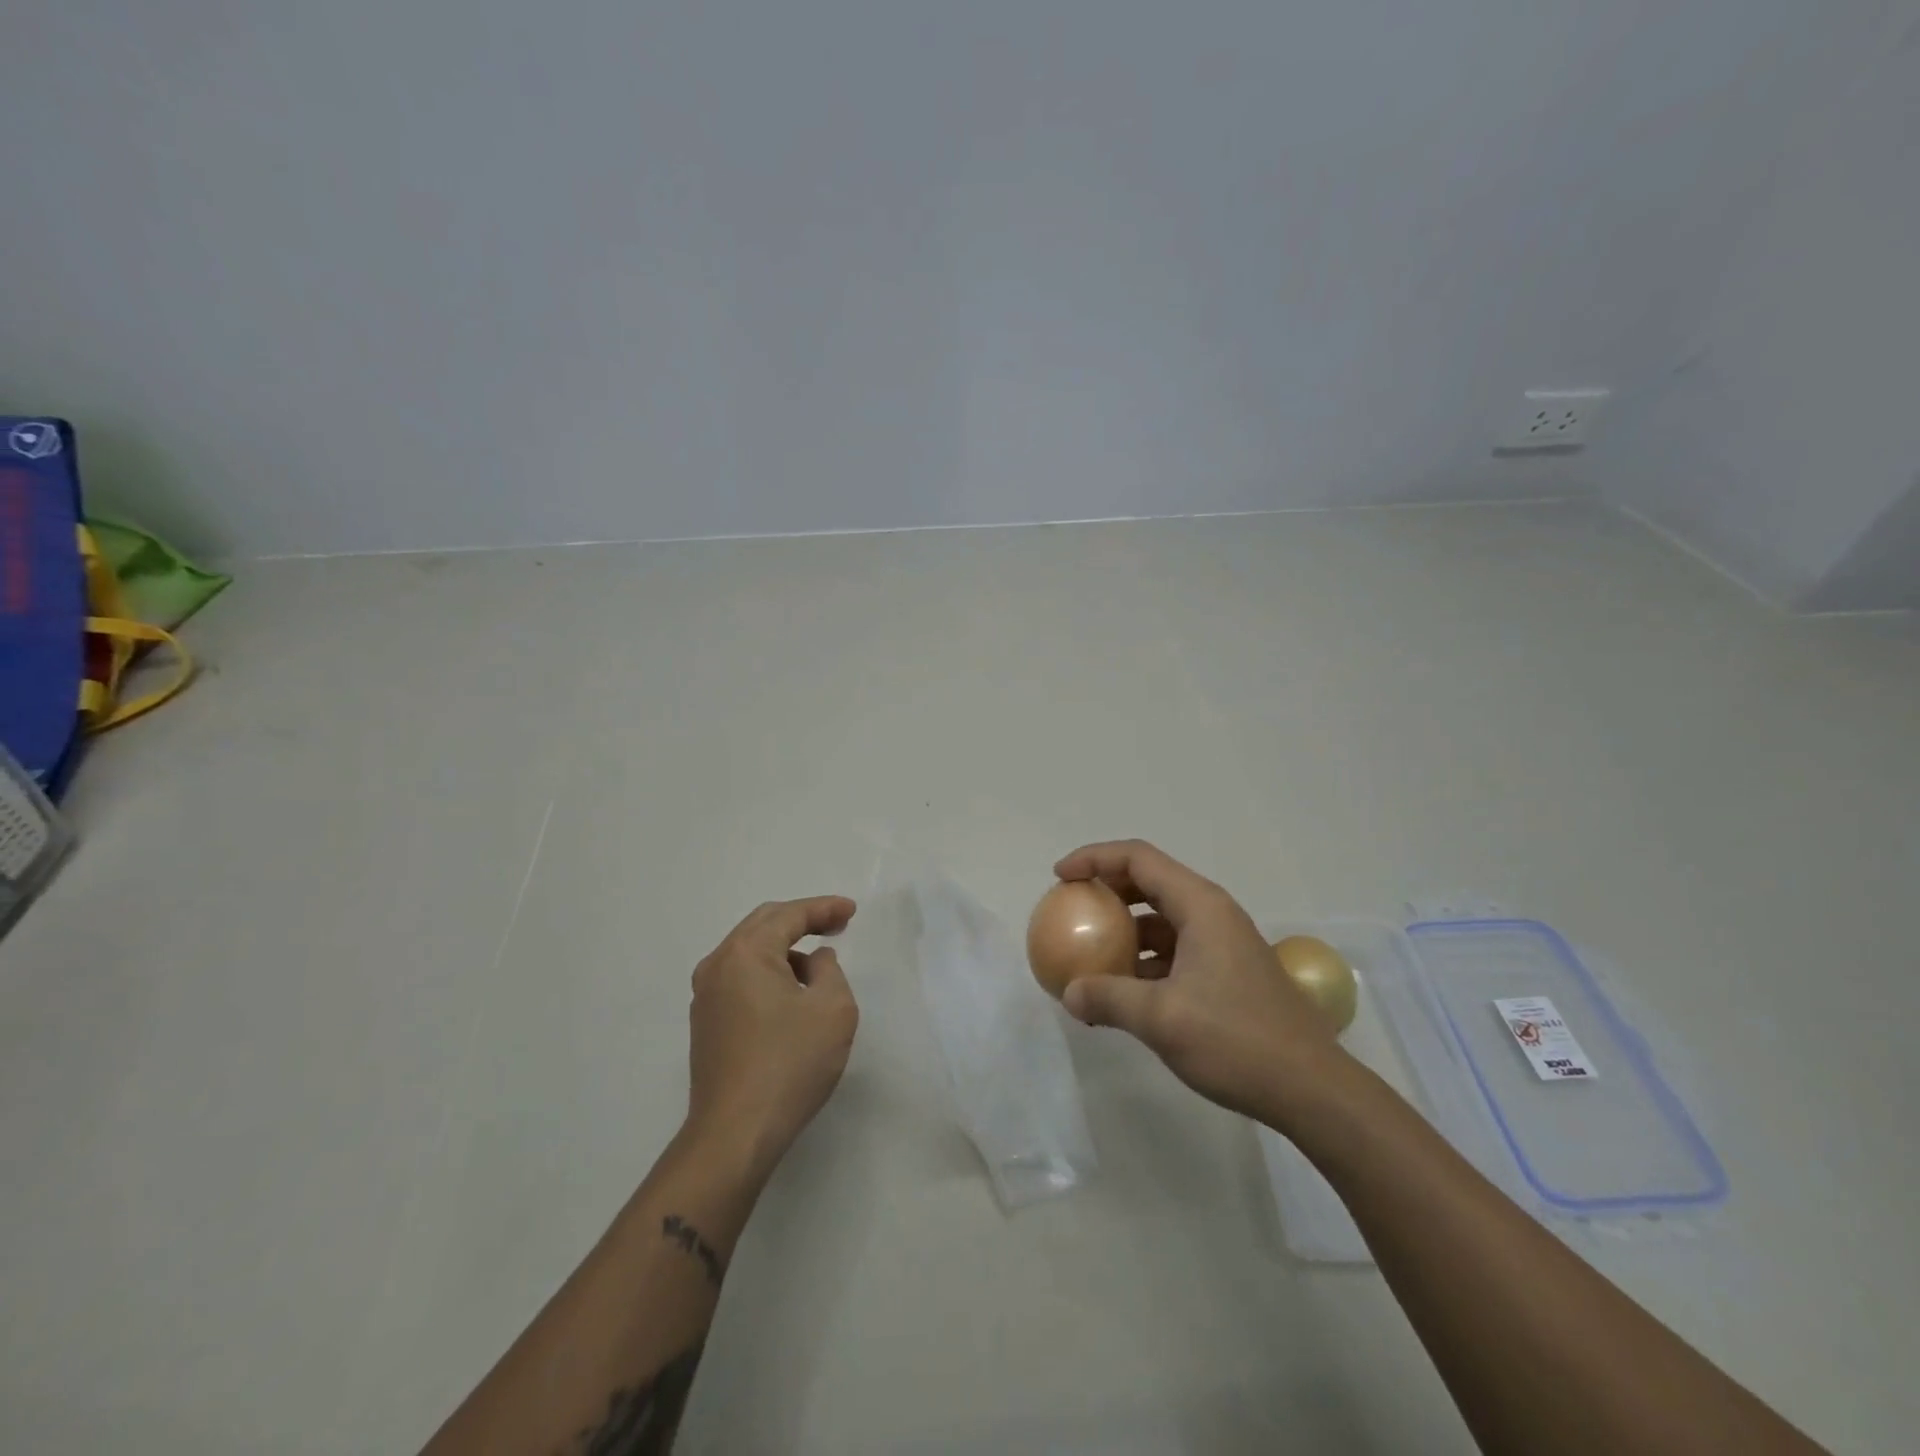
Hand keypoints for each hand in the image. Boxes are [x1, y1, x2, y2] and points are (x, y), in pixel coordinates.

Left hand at [686, 896, 859, 1174]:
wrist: (735, 1134)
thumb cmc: (790, 1063)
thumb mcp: (832, 1008)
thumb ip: (829, 970)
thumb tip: (813, 960)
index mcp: (745, 953)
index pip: (789, 915)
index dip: (824, 908)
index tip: (851, 911)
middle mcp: (717, 965)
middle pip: (763, 925)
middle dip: (803, 920)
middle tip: (837, 924)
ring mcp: (705, 996)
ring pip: (749, 952)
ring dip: (785, 948)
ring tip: (818, 963)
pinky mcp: (706, 1024)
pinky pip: (741, 978)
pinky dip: (769, 972)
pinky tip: (790, 992)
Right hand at [1053, 840, 1348, 1128]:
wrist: (1311, 1089)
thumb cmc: (1236, 1041)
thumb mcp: (1161, 1019)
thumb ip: (1108, 998)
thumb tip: (1070, 993)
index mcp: (1200, 906)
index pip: (1138, 859)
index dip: (1094, 858)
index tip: (1060, 877)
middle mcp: (1212, 913)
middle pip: (1149, 881)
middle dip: (1106, 890)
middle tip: (1071, 909)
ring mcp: (1222, 942)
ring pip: (1162, 917)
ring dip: (1124, 929)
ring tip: (1090, 955)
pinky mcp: (1227, 970)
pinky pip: (1174, 948)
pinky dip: (1143, 958)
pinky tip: (1124, 991)